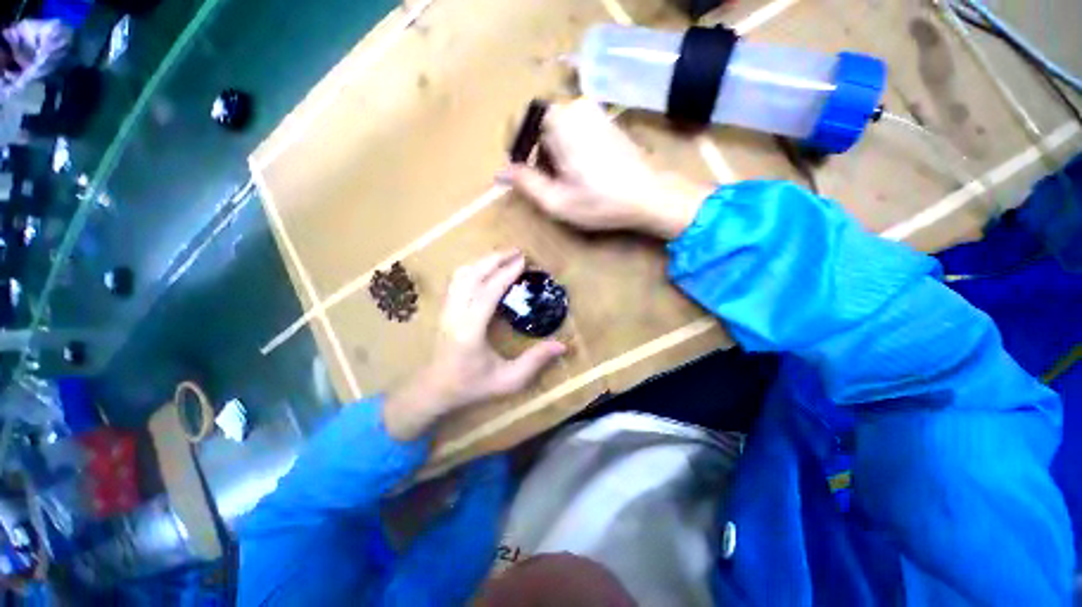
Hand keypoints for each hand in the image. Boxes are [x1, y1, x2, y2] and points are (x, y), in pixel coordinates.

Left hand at [383, 251, 566, 439]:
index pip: (488, 292)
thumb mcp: (508, 380)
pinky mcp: (444, 309)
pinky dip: (472, 269)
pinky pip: (456, 281)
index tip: (523, 261)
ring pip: (461, 275)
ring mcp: (446, 310)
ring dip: (482, 261)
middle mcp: (455, 314)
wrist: (435, 389)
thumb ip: (535, 361)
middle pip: (472, 275)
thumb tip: (562, 345)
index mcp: (470, 330)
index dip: (506, 273)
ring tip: (503, 257)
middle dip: (494, 259)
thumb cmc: (472, 386)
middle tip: (517, 252)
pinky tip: (485, 270)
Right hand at [505, 99, 711, 239]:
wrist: (649, 196)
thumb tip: (500, 172)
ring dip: (550, 153)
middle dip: (535, 153)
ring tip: (564, 181)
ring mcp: (592, 110)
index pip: (520, 120)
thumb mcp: (556, 201)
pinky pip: (571, 128)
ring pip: (554, 127)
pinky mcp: (603, 119)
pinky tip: (578, 171)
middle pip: (538, 125)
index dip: (515, 147)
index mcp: (561, 121)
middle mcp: (576, 106)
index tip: (519, 172)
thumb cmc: (601, 202)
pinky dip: (566, 148)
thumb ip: (525, 183)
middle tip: (546, 183)